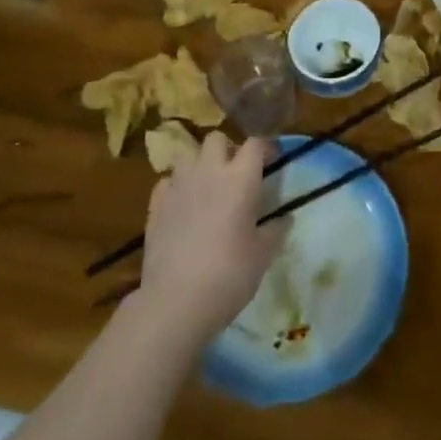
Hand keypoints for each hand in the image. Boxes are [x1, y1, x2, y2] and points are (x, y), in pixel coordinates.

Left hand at [137, 132, 284, 340]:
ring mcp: (178, 185)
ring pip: (188, 155)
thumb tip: (285, 218)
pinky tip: (183, 204)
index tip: (272, 162)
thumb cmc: (229, 275)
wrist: (176, 300)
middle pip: (217, 139)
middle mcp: (208, 172)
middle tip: (236, 173)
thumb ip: (275, 230)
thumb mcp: (263, 254)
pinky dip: (177, 185)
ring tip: (208, 186)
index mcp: (240, 179)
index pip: (255, 144)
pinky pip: (167, 180)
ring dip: (200, 164)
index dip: (265, 148)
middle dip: (228, 149)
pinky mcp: (155, 204)